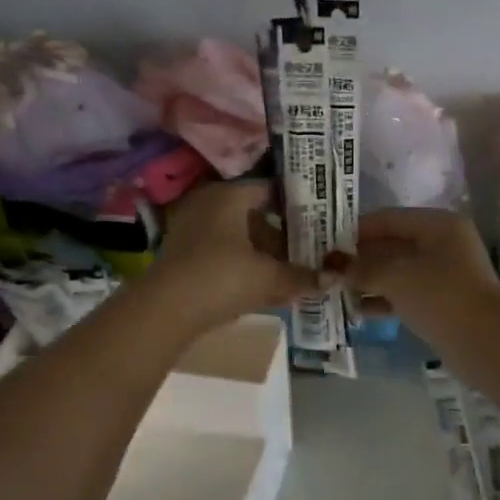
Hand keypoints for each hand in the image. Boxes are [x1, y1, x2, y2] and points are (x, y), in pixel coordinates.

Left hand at [150, 181, 316, 331]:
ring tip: (290, 271)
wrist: (167, 309)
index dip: (296, 204)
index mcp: (230, 196)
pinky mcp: (183, 254)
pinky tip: (262, 285)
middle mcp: (209, 204)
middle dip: (281, 234)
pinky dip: (242, 264)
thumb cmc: (223, 278)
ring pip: (238, 236)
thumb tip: (333, 278)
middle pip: (254, 214)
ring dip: (262, 252)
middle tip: (308, 248)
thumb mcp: (269, 277)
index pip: (270, 189)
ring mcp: (192, 229)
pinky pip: (222, 252)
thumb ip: (302, 276)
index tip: (318, 220)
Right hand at [333, 208, 497, 319]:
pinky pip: (405, 294)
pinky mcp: (441, 302)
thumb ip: (360, 269)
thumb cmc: (440, 296)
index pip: (387, 219)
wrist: (486, 342)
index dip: (354, 230)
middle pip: (391, 244)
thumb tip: (331, 268)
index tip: (323, 243)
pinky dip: (383, 299)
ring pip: (396, 271)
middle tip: (325, 270)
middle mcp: (442, 243)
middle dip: (358, 258)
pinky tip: (357, 310)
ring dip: (367, 280)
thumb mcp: (395, 277)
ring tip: (334, 291)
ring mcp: (444, 274)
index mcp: (437, 225)